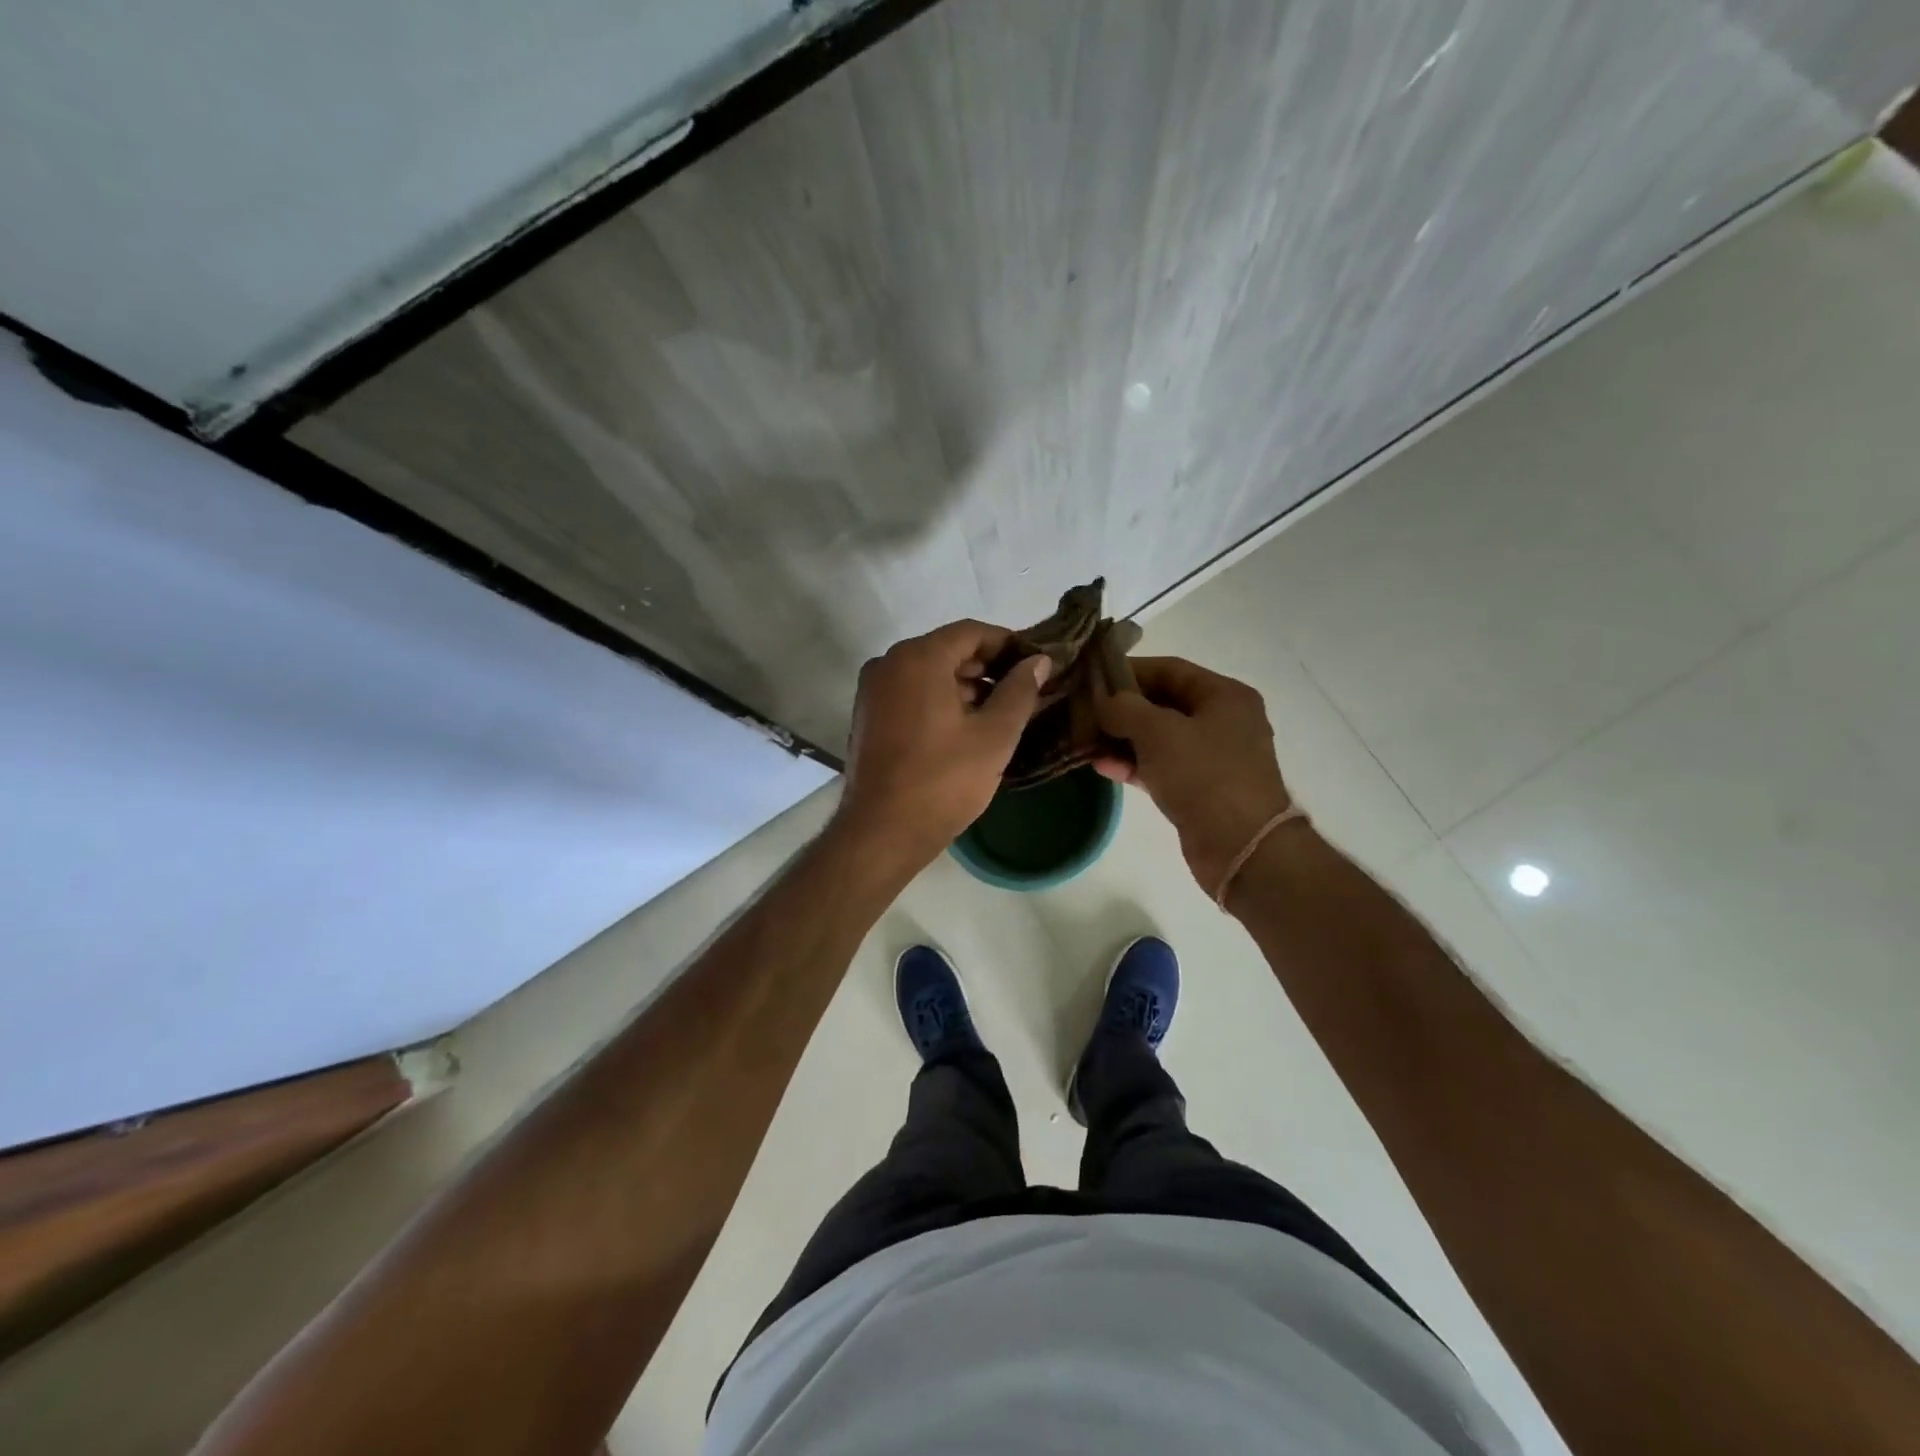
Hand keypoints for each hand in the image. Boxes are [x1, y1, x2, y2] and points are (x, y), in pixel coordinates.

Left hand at [836, 620, 1050, 865]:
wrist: (881, 832)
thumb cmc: (943, 781)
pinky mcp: (868, 716)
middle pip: (947, 650)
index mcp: (918, 658)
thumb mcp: (994, 736)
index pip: (972, 632)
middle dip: (988, 667)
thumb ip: (1019, 691)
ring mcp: (873, 690)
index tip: (1036, 664)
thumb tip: (1038, 661)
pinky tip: (965, 728)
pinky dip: (939, 700)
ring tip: (1000, 713)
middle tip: (1024, 691)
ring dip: (965, 686)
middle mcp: (889, 663)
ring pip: (928, 673)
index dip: (1009, 644)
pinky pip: (910, 693)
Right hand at [1095, 656, 1293, 893]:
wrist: (1241, 847)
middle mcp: (1222, 721)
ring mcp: (1212, 758)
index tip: (1091, 678)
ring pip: (1159, 738)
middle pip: (1163, 703)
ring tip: (1084, 739)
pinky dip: (1133, 764)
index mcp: (1224, 695)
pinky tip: (1101, 766)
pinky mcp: (1200, 789)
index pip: (1170, 669)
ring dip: (1122, 738)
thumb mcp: (1158, 731)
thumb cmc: (1204, 775)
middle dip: (1122, 708)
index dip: (1129, 670)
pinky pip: (1160, 767)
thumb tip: (1102, 700)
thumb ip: (1124, 708)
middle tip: (1082, 710)